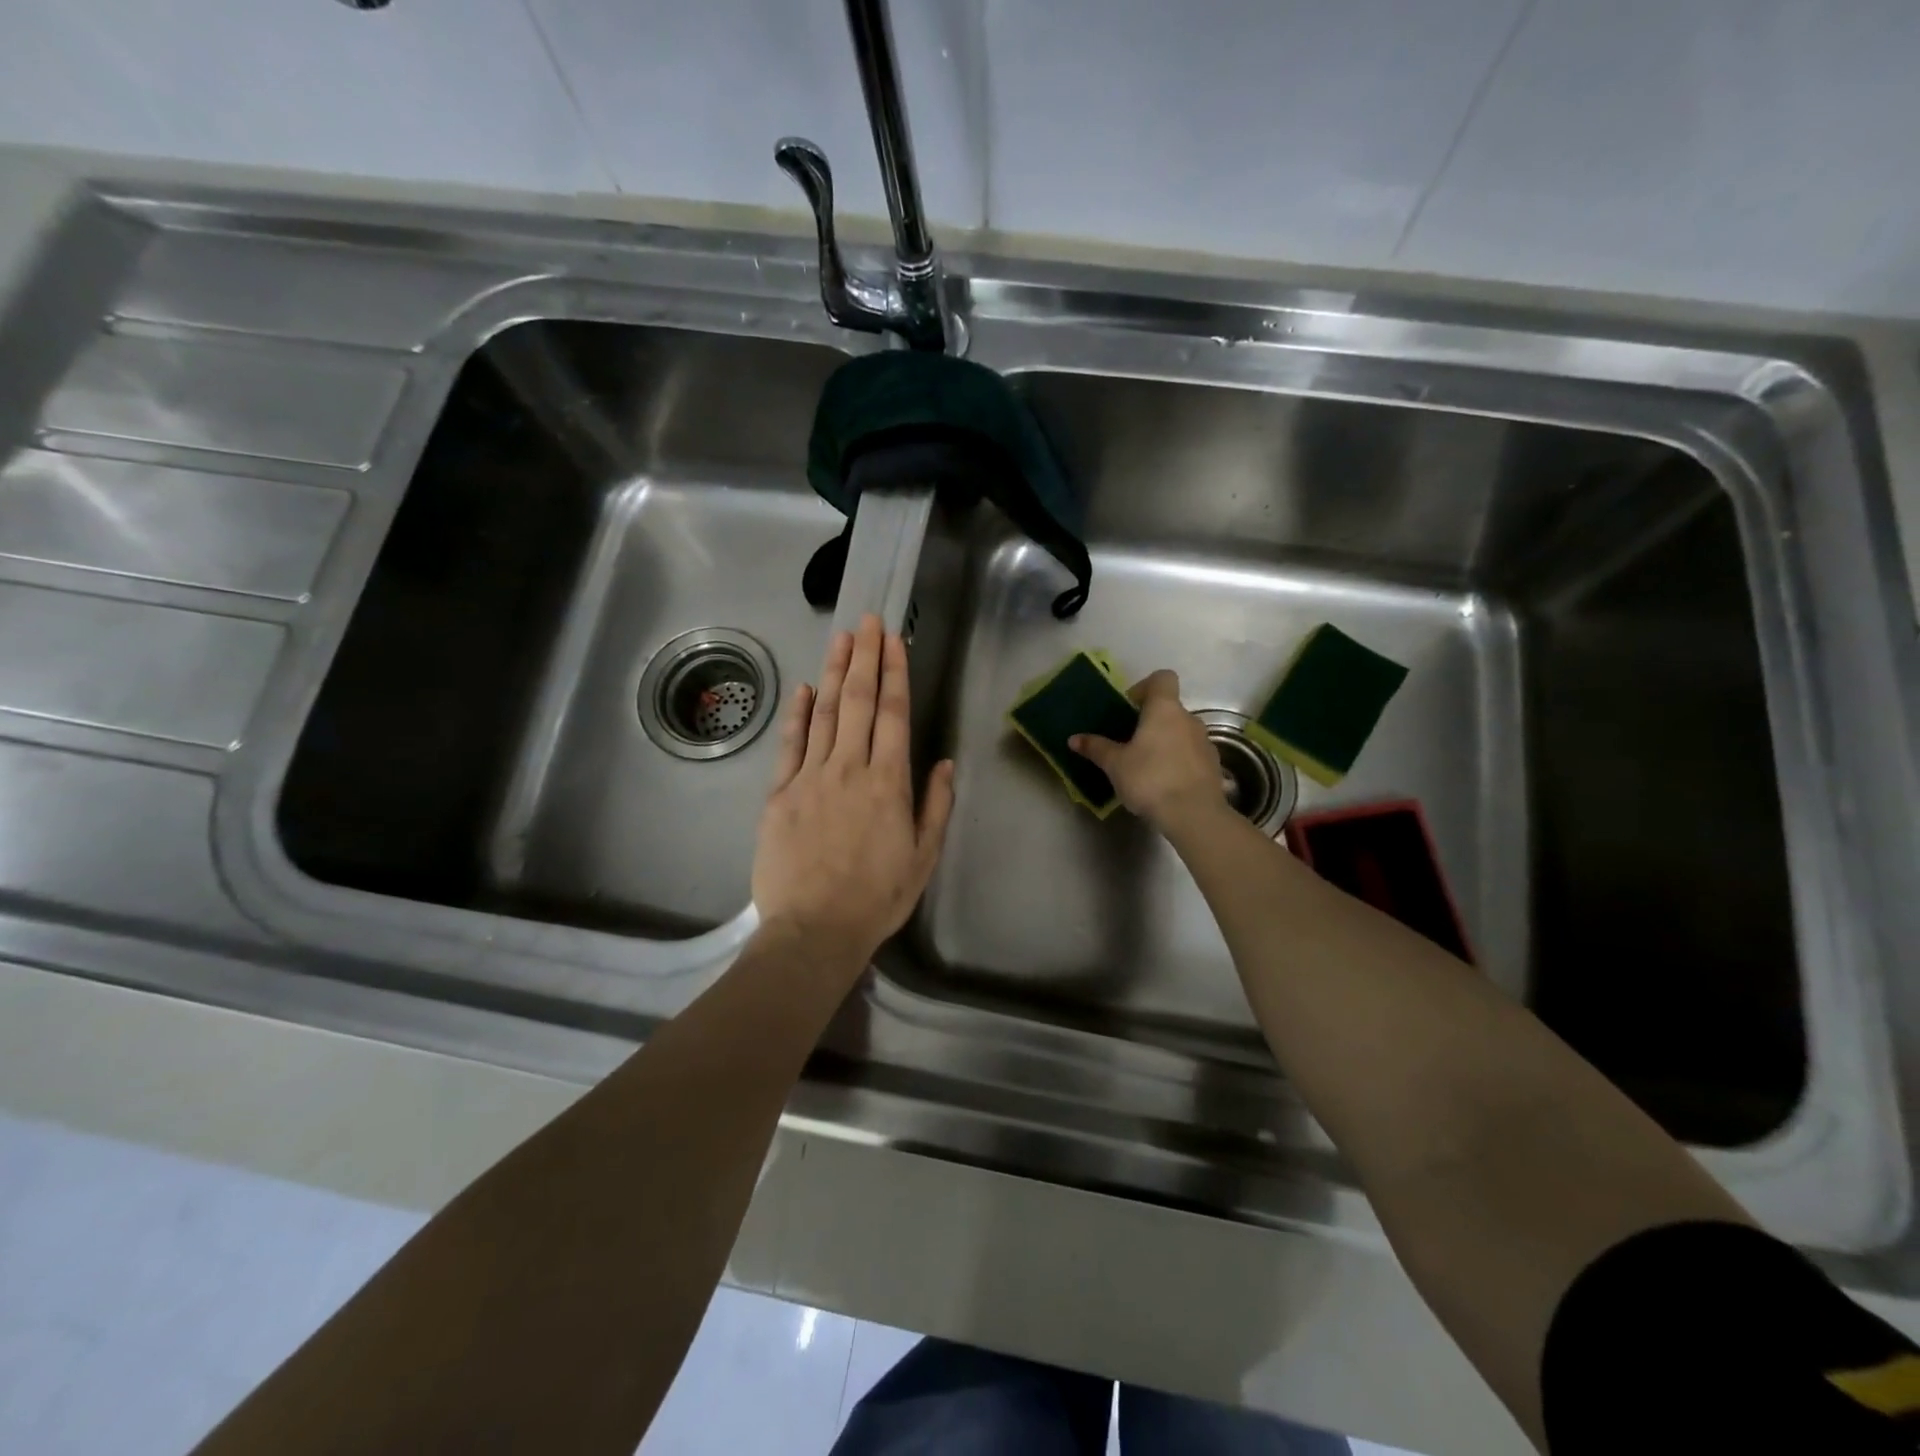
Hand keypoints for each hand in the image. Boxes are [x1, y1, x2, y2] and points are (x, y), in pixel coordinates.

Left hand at [751, 614, 955, 971]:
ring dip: (833, 672)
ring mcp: (810, 778)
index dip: (894, 673)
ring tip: (841, 638)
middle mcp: (849, 769)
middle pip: (857, 701)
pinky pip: (790, 744)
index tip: (894, 640)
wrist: (813, 930)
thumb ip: (935, 805)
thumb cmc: (876, 897)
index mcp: (888, 783)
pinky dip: (797, 714)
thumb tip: (943, 761)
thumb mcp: (923, 857)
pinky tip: (803, 688)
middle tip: (868, 620)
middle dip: (865, 657)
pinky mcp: (779, 794)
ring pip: (824, 713)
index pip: (892, 714)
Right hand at [1069, 669, 1225, 831]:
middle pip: (1169, 708)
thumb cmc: (1150, 779)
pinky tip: (1165, 783)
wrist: (1193, 815)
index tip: (1129, 707)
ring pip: (1181, 732)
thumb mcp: (1115, 764)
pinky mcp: (1213, 765)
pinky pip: (1191, 753)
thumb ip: (1096, 748)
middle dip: (1150, 721)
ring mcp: (1205, 742)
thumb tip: (1074, 739)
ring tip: (1146, 766)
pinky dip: (1179, 760)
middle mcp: (1188, 718)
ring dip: (1165, 742)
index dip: (1145, 687)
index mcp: (1164, 709)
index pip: (1162, 678)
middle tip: (1129, 743)